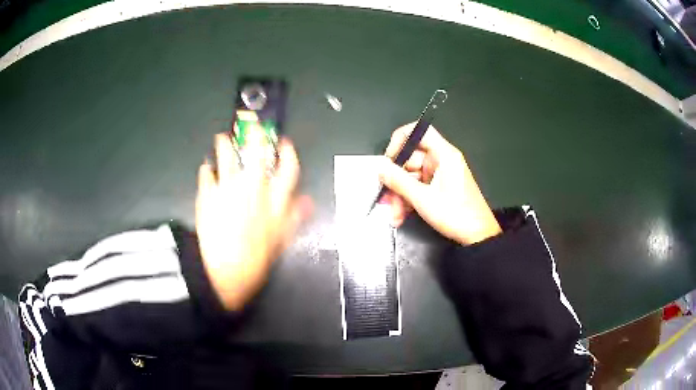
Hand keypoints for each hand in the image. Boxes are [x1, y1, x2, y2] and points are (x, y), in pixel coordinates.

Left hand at [195, 126, 312, 310]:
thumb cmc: (254, 261)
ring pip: (228, 159)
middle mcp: (252, 191)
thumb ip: (293, 218)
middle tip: (253, 126)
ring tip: (222, 138)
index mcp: (273, 203)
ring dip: (225, 147)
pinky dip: (206, 170)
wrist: (222, 273)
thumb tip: (306, 201)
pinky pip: (206, 176)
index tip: (285, 143)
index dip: (288, 155)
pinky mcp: (207, 196)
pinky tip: (205, 167)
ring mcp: (228, 190)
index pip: (287, 171)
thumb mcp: (280, 242)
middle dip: (257, 138)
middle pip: (257, 156)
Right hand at [377, 123, 500, 244]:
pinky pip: (417, 187)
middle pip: (410, 160)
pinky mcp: (438, 188)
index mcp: (444, 155)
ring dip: (400, 196)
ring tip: (395, 216)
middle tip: (386, 199)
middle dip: (396, 181)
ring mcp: (439, 175)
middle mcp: (441, 160)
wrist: (477, 236)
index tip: (389, 158)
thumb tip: (380, 168)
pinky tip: (401, 216)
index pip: (420, 131)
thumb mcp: (423, 199)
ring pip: (411, 177)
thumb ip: (398, 181)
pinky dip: (408, 200)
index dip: (401, 140)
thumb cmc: (455, 214)